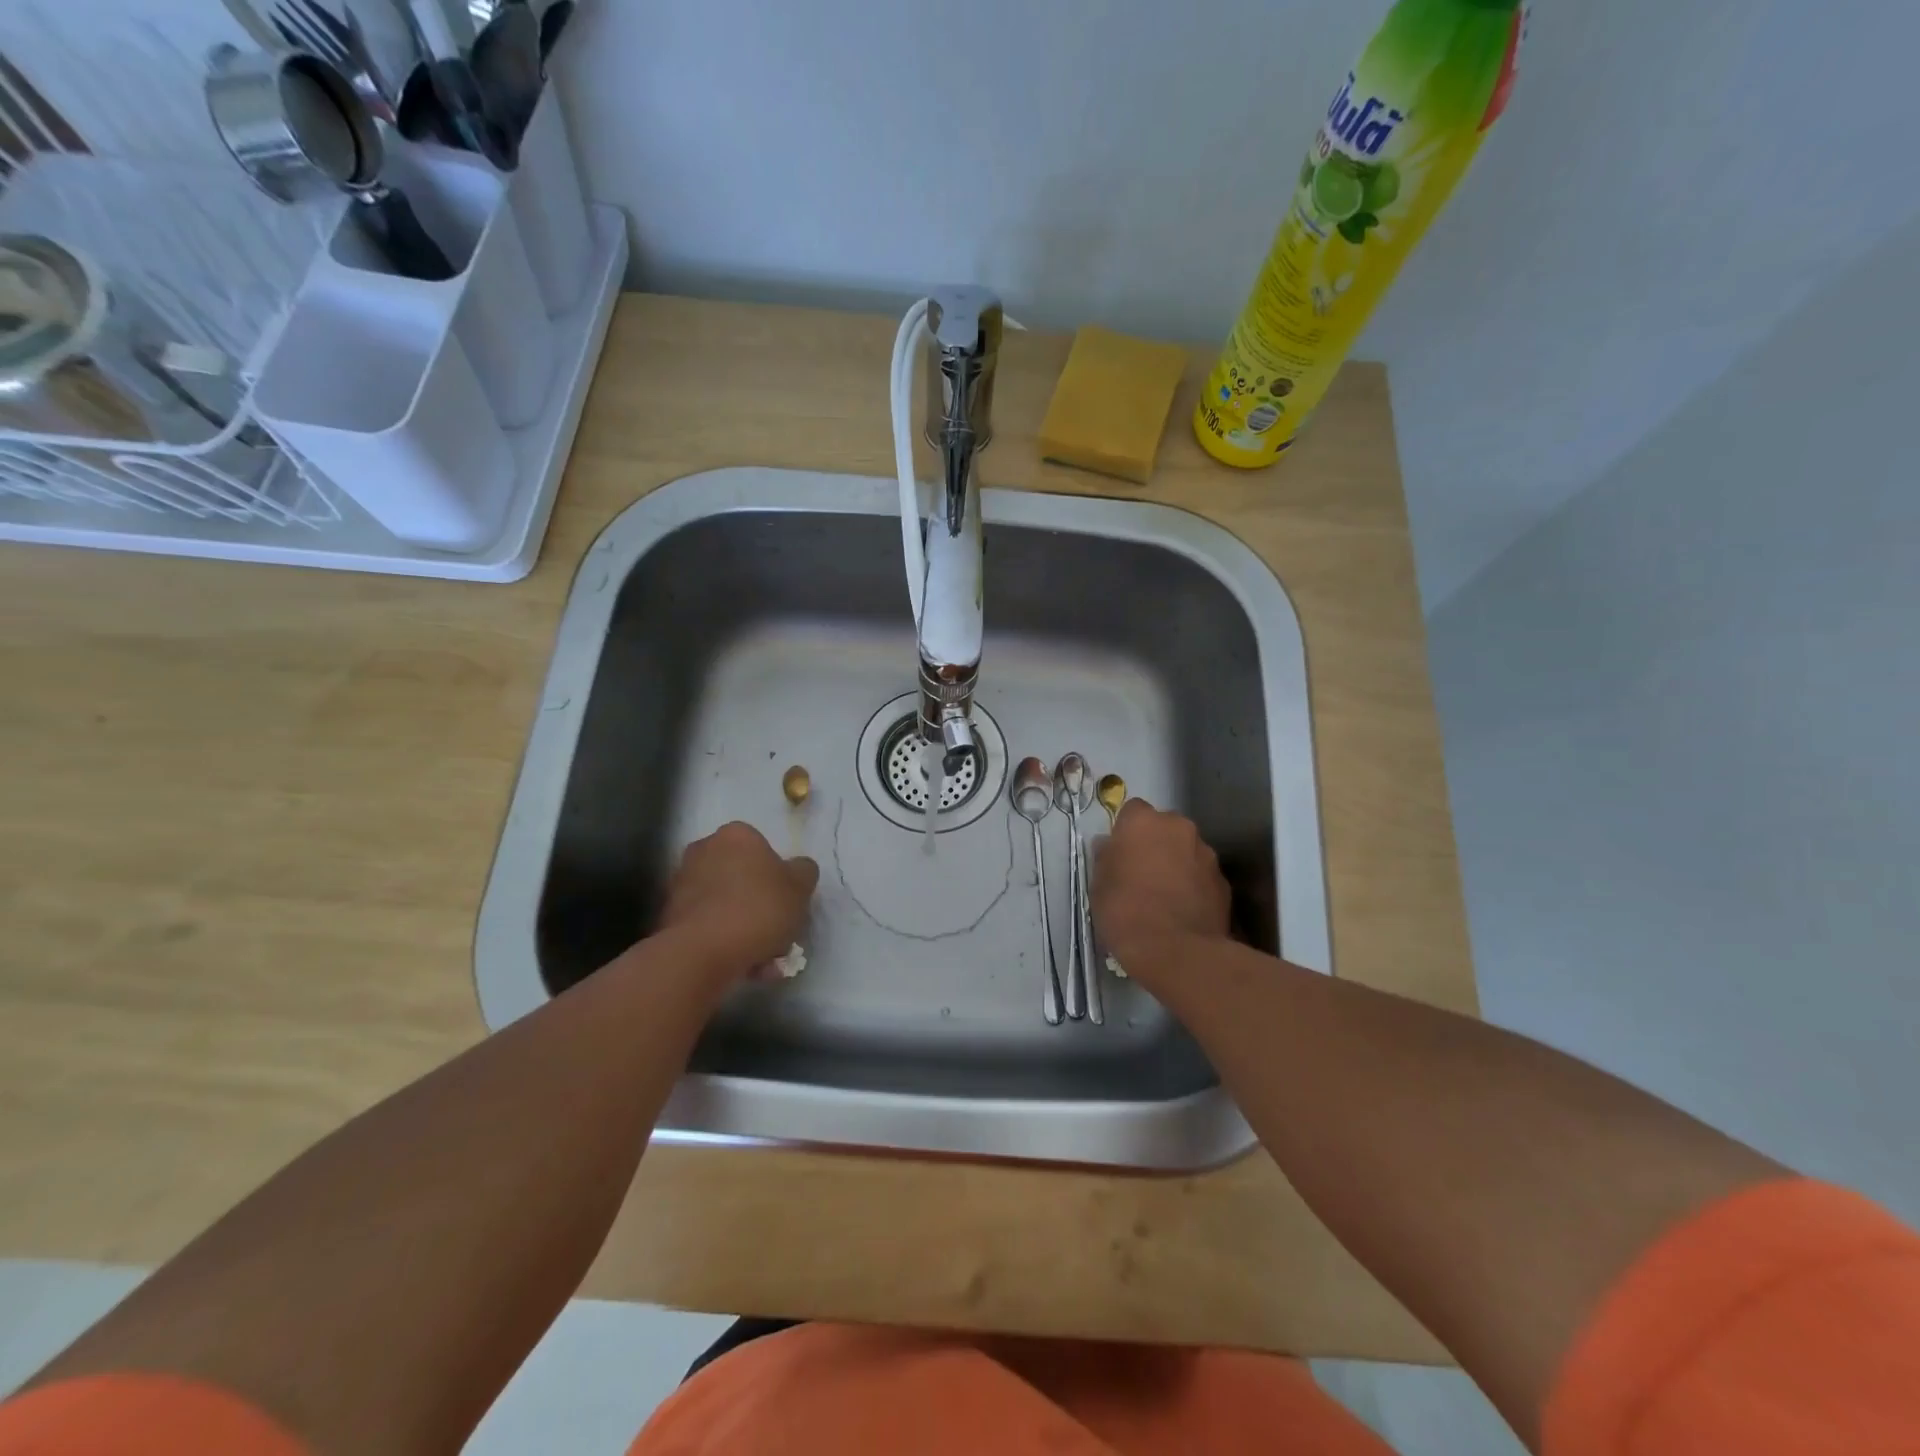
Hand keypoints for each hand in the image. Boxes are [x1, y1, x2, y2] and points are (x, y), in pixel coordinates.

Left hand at [658, 822, 818, 983]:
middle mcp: (704, 850)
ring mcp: (681, 883)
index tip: (787, 901)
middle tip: (776, 932)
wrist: (703, 952)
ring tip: (763, 959)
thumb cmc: (758, 909)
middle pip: (741, 876)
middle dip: (758, 903)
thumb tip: (797, 869)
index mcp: (736, 835)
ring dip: (743, 926)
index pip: (762, 848)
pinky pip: (707, 925)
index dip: (778, 876)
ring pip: (724, 904)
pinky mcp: (668, 916)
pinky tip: (743, 965)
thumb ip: (803, 872)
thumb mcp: (801, 887)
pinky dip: (724, 941)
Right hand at [1092, 799, 1230, 984]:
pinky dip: (1194, 886)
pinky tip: (1183, 910)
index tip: (1119, 853)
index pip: (1132, 811)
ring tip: (1164, 896)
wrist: (1176, 951)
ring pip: (1186, 851)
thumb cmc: (1125, 912)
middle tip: (1141, 873)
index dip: (1126, 831)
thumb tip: (1109, 846)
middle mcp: (1179, 828)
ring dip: (1177, 864)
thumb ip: (1106, 858)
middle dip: (1155, 844)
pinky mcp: (1224, 882)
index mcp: (1144, 822)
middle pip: (1164, 827)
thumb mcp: (1098, 885)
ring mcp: (1206, 854)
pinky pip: (1202, 876)